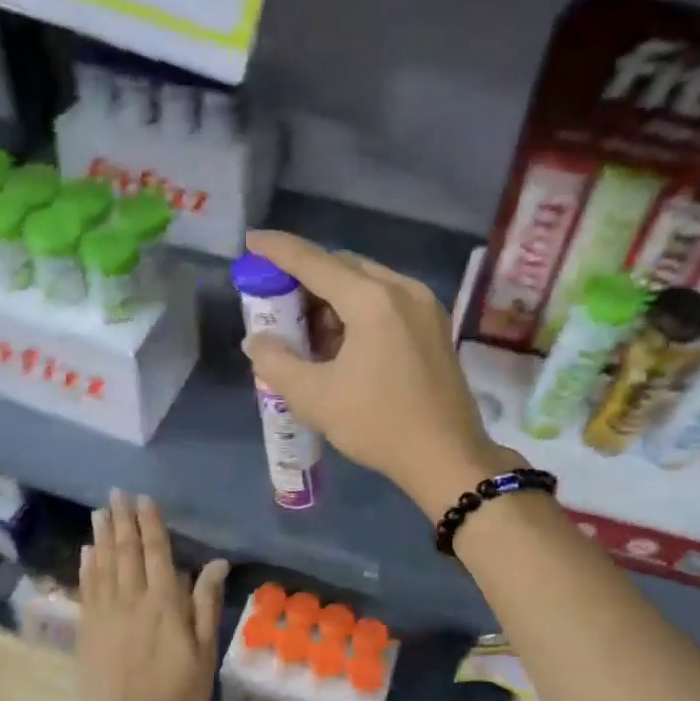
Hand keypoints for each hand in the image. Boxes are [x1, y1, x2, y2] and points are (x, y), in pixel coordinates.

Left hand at [78, 490, 228, 700]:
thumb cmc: (177, 698)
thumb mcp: (204, 654)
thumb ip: (206, 605)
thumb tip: (215, 563)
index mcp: (165, 604)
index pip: (157, 553)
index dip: (151, 524)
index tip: (144, 499)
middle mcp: (132, 600)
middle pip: (126, 552)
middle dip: (122, 520)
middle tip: (116, 493)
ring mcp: (105, 615)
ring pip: (103, 565)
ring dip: (102, 536)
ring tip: (100, 512)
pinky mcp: (88, 631)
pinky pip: (87, 589)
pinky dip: (87, 567)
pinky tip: (87, 552)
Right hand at [239, 230, 517, 519]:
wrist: (448, 458)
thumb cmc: (379, 425)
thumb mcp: (314, 397)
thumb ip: (275, 362)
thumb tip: (257, 340)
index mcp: (373, 300)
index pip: (315, 262)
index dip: (278, 250)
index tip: (251, 242)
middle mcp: (403, 290)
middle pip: (342, 267)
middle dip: (304, 278)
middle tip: (274, 299)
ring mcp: (424, 306)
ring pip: (366, 284)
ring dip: (331, 298)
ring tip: (304, 330)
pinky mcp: (434, 326)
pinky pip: (386, 301)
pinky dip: (356, 310)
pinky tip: (340, 341)